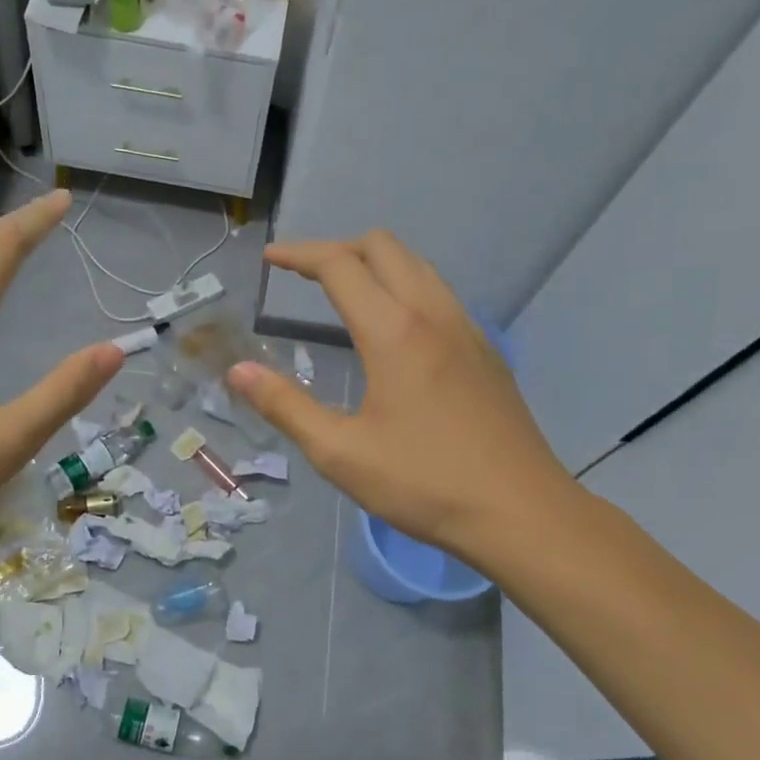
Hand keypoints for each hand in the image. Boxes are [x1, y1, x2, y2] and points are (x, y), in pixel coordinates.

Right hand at [228, 231, 573, 562]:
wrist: (521, 512)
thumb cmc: (424, 484)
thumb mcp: (340, 453)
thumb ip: (285, 406)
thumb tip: (238, 371)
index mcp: (394, 331)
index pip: (340, 266)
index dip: (299, 256)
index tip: (270, 260)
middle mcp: (433, 314)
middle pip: (384, 247)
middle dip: (338, 249)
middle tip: (305, 277)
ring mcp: (467, 329)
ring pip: (418, 266)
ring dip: (375, 265)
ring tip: (344, 295)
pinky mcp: (486, 351)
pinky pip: (439, 295)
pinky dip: (405, 289)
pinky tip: (394, 332)